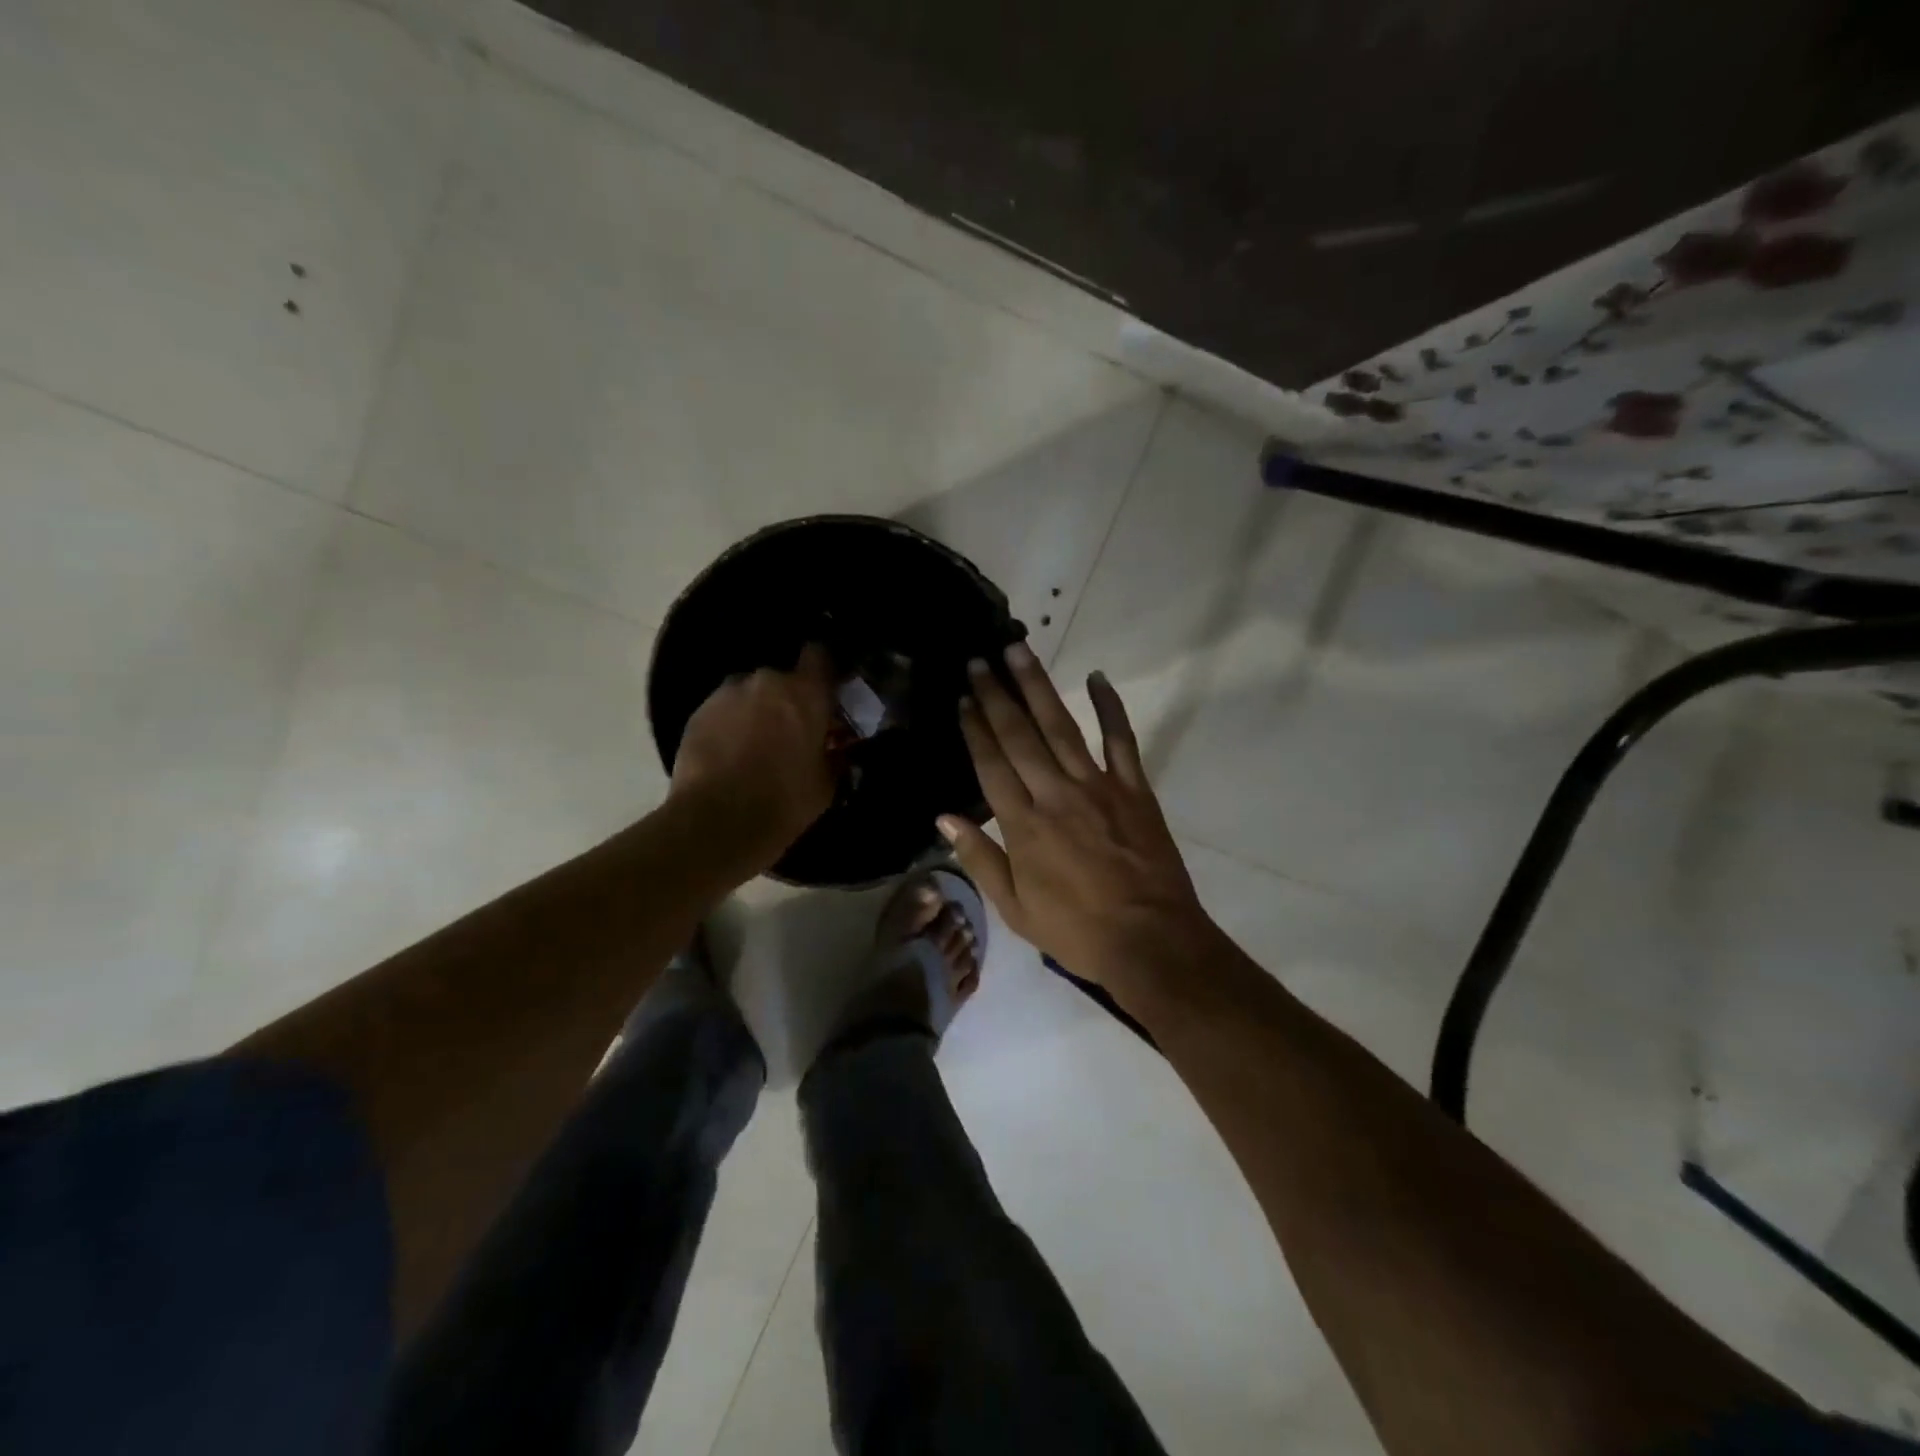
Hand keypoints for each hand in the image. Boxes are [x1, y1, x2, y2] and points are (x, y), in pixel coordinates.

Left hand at [670, 644, 837, 870]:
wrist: (717, 822)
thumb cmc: (784, 801)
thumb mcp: (826, 783)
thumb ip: (833, 755)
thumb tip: (835, 749)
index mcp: (805, 693)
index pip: (820, 654)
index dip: (824, 669)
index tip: (827, 689)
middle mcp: (766, 681)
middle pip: (782, 678)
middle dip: (787, 700)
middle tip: (791, 731)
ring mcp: (727, 694)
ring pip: (750, 694)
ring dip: (756, 711)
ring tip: (755, 744)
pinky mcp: (697, 712)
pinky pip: (723, 710)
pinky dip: (730, 725)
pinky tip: (730, 754)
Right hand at [941, 642, 1218, 1001]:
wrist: (1151, 942)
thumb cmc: (1076, 931)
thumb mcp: (1014, 908)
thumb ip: (980, 859)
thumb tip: (944, 818)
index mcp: (1023, 826)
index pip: (991, 765)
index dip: (974, 728)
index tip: (962, 698)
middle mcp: (1055, 795)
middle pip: (1019, 735)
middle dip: (996, 695)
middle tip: (979, 660)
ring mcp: (1097, 787)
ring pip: (1060, 726)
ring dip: (1037, 687)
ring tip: (1019, 652)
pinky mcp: (1133, 788)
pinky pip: (1121, 739)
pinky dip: (1110, 707)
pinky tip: (1096, 677)